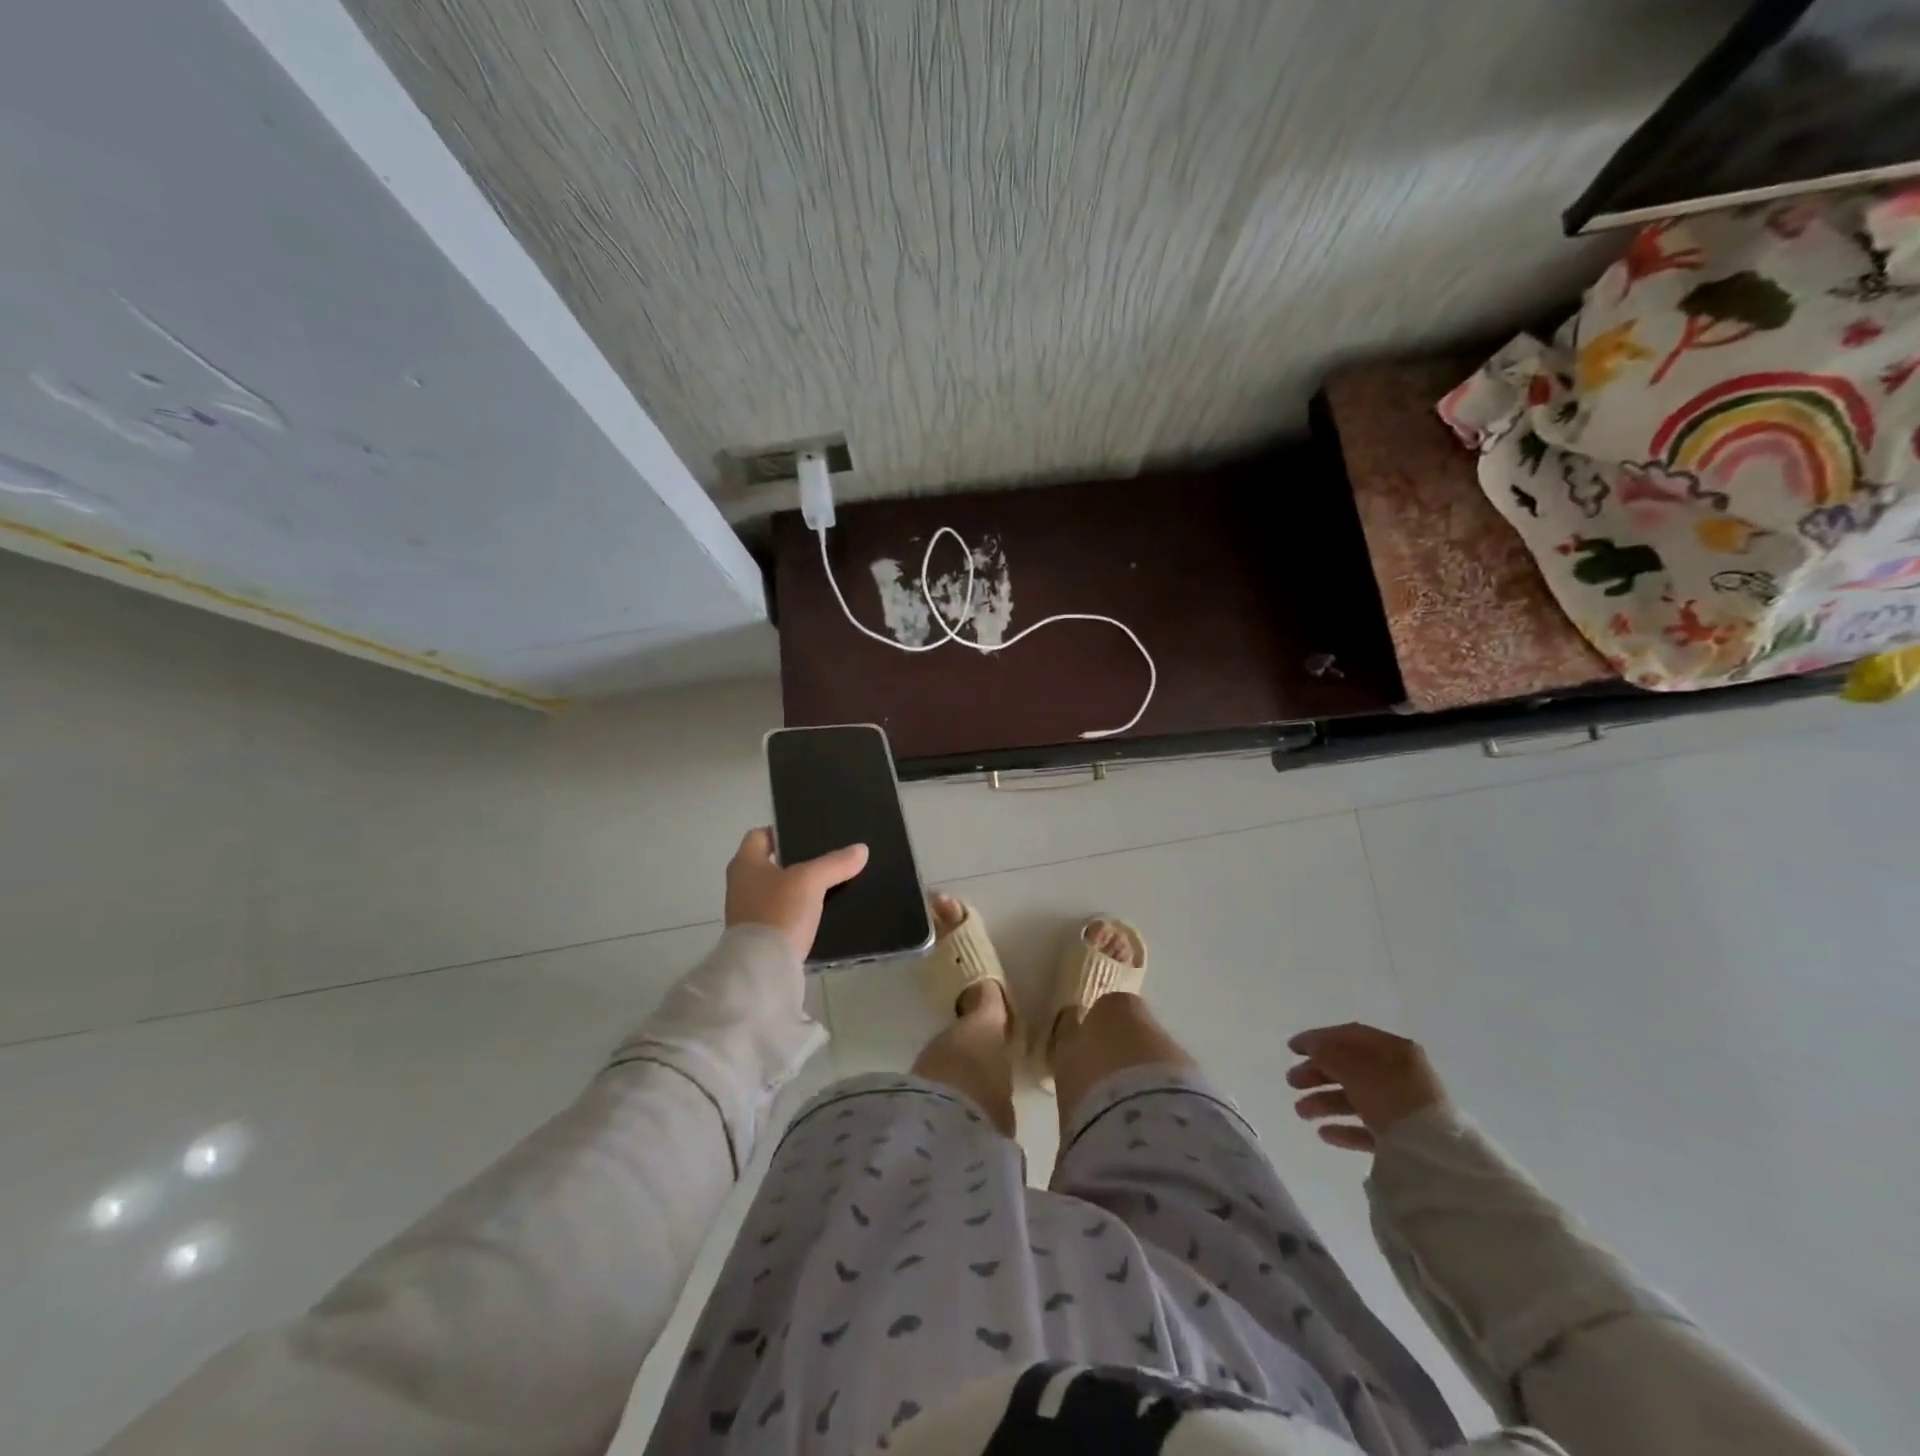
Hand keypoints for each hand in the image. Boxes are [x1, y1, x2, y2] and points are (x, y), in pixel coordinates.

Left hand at [724, 828, 869, 961]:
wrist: (762, 968)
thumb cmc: (779, 912)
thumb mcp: (811, 881)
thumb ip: (835, 863)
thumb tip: (861, 849)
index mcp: (745, 863)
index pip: (760, 835)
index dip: (784, 832)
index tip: (810, 836)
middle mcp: (741, 884)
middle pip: (772, 863)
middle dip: (797, 861)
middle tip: (827, 858)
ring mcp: (747, 912)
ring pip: (778, 890)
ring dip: (799, 888)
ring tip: (829, 885)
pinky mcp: (759, 936)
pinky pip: (781, 913)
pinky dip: (798, 911)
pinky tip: (821, 913)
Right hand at [1286, 1023, 1449, 1152]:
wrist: (1433, 1155)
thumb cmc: (1390, 1098)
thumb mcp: (1353, 1067)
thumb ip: (1328, 1053)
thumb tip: (1311, 1046)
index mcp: (1394, 1050)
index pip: (1349, 1036)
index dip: (1318, 1039)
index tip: (1291, 1049)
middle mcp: (1400, 1075)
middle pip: (1350, 1068)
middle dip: (1317, 1074)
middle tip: (1291, 1082)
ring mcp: (1403, 1109)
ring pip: (1356, 1099)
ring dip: (1324, 1102)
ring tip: (1301, 1112)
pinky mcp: (1404, 1141)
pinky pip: (1368, 1128)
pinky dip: (1344, 1128)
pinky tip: (1324, 1133)